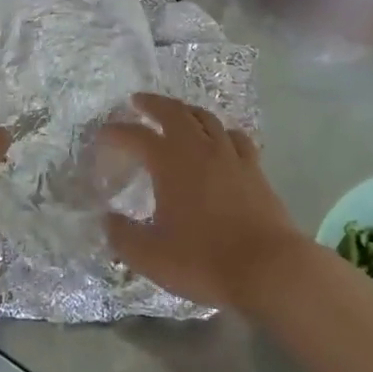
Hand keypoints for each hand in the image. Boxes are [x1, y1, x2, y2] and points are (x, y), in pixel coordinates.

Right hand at [97, 92, 304, 311]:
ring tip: (177, 114)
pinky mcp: (254, 169)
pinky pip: (235, 137)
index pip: (136, 136)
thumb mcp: (151, 256)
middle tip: (139, 102)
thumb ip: (123, 236)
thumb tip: (107, 219)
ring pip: (206, 119)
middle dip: (153, 104)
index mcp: (169, 162)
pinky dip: (221, 131)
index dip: (117, 132)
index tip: (103, 134)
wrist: (269, 269)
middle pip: (174, 112)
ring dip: (186, 112)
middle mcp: (199, 149)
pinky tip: (221, 138)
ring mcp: (230, 156)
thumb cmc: (204, 260)